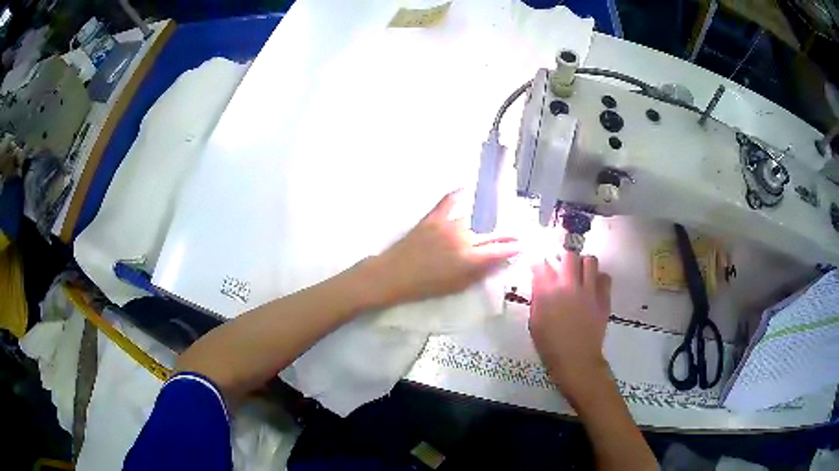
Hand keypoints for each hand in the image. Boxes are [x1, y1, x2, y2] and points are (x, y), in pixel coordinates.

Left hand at [372, 191, 519, 304]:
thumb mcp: (458, 286)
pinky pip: (449, 201)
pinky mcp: (433, 218)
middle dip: (505, 232)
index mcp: (470, 259)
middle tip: (514, 232)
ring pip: (473, 217)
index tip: (523, 244)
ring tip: (496, 215)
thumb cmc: (426, 287)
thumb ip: (481, 272)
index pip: (500, 250)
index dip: (514, 247)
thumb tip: (500, 261)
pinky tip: (467, 188)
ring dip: (487, 217)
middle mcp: (463, 239)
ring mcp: (447, 225)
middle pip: (490, 231)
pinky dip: (458, 194)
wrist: (394, 275)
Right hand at [529, 253, 611, 398]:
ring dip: (583, 264)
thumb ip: (538, 298)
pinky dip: (599, 278)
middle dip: (565, 257)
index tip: (540, 266)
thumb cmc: (550, 345)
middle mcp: (569, 286)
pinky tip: (593, 287)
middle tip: (563, 267)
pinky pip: (605, 277)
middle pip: (569, 254)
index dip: (540, 262)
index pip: (542, 264)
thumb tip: (541, 282)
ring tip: (580, 274)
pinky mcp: (604, 298)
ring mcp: (589, 291)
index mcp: (548, 292)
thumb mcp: (535, 321)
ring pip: (590, 261)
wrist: (576, 360)